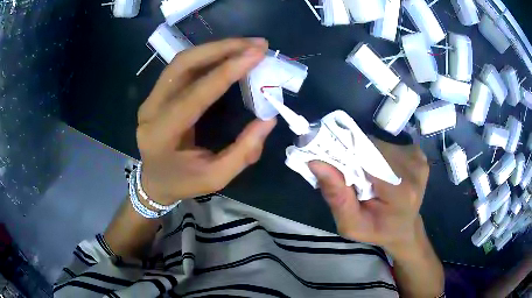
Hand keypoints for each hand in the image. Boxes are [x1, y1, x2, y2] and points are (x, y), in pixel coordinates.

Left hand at [136, 38, 275, 204]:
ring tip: (247, 45)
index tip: (255, 55)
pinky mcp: (156, 93)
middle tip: (256, 44)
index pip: (194, 96)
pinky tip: (228, 53)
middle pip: (183, 65)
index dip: (225, 73)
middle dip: (221, 48)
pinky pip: (182, 66)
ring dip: (216, 48)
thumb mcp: (215, 178)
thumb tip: (268, 120)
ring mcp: (150, 98)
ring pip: (182, 60)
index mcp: (161, 135)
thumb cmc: (182, 182)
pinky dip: (207, 55)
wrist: (153, 181)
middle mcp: (150, 110)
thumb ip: (243, 152)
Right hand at [308, 139, 428, 253]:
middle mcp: (413, 169)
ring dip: (365, 155)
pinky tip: (379, 171)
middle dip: (355, 156)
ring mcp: (418, 158)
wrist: (406, 228)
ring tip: (364, 175)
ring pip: (379, 143)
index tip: (331, 163)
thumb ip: (337, 197)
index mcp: (401, 192)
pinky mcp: (417, 153)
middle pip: (373, 147)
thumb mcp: (352, 225)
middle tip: (348, 175)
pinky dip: (377, 154)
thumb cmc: (378, 230)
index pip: (367, 158)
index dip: (346, 156)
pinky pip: (388, 144)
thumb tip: (316, 162)